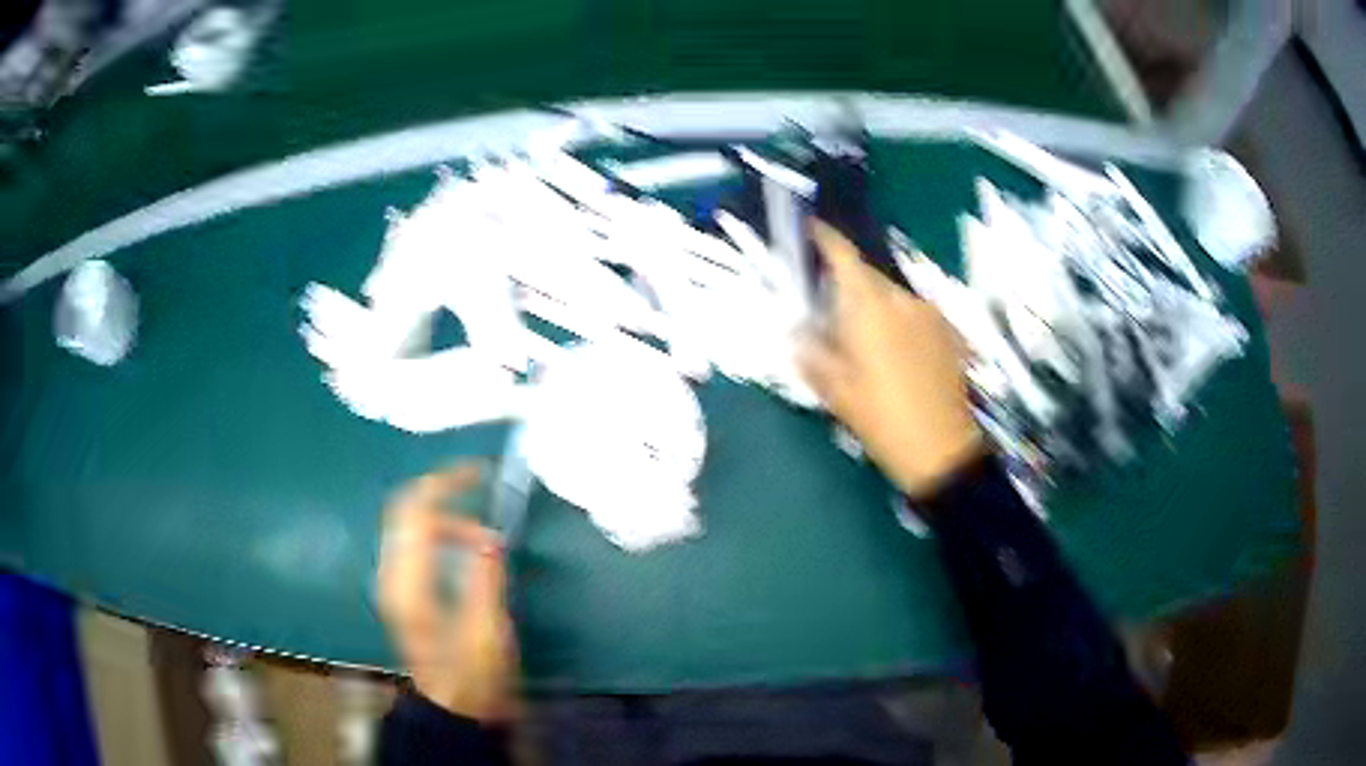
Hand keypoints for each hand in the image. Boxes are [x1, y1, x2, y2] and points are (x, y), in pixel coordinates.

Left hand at [377, 463, 516, 721]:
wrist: (451, 708)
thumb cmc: (472, 675)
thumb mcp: (486, 631)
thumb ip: (484, 579)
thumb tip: (487, 537)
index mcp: (408, 583)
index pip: (416, 512)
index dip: (445, 483)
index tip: (479, 472)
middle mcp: (392, 575)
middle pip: (404, 510)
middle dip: (441, 491)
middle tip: (478, 487)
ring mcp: (394, 582)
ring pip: (408, 524)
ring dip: (444, 516)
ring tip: (484, 537)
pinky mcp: (402, 589)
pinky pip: (413, 541)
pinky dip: (438, 530)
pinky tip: (465, 546)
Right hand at [798, 222, 982, 497]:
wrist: (943, 451)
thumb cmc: (882, 420)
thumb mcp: (836, 392)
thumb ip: (811, 352)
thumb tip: (795, 329)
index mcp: (869, 308)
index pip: (844, 256)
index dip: (825, 237)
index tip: (809, 229)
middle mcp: (902, 299)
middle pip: (868, 276)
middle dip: (847, 285)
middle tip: (830, 311)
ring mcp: (931, 314)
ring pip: (892, 296)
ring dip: (875, 306)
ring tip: (865, 342)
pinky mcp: (949, 331)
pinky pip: (914, 313)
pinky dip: (898, 321)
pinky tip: (895, 354)